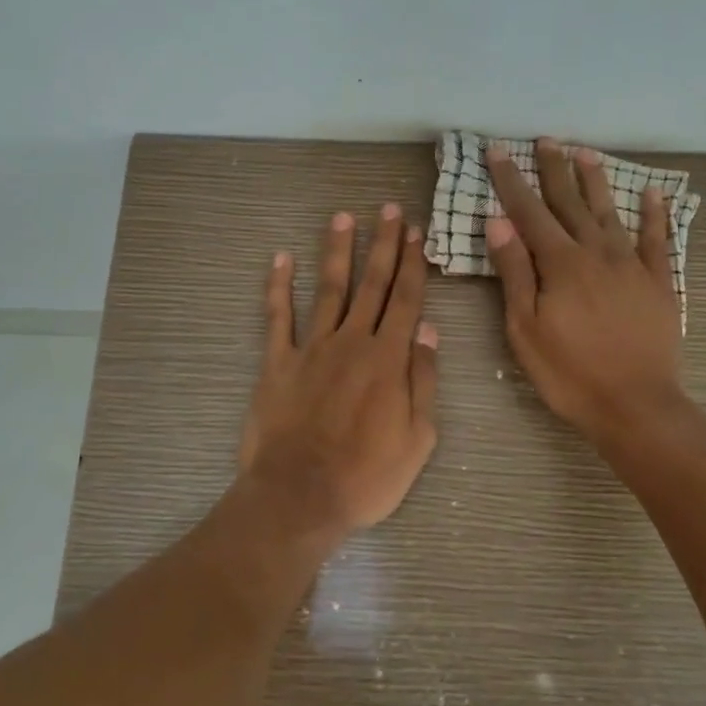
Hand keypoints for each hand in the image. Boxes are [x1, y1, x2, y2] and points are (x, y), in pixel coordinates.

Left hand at [238, 204, 439, 538]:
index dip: (413, 264)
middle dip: (383, 245)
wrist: (300, 496)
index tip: (416, 232)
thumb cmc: (367, 476)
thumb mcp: (418, 438)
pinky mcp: (277, 362)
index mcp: (389, 358)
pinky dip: (278, 286)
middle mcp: (352, 342)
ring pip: (329, 289)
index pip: (406, 300)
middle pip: (372, 284)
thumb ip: (424, 379)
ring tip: (343, 217)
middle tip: (389, 209)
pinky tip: (281, 258)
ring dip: (337, 251)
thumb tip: (428, 329)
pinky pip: (277, 317)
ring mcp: (311, 348)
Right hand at [485, 138, 685, 444]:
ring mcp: (631, 266)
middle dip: (554, 170)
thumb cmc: (569, 372)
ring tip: (585, 153)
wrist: (636, 405)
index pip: (529, 212)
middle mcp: (597, 253)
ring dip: (596, 182)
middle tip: (545, 140)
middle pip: (570, 203)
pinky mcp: (658, 283)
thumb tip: (499, 221)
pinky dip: (654, 216)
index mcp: (560, 264)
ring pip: (610, 213)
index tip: (498, 150)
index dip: (512, 180)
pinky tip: (653, 195)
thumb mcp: (525, 328)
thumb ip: (514, 272)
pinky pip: (656, 241)